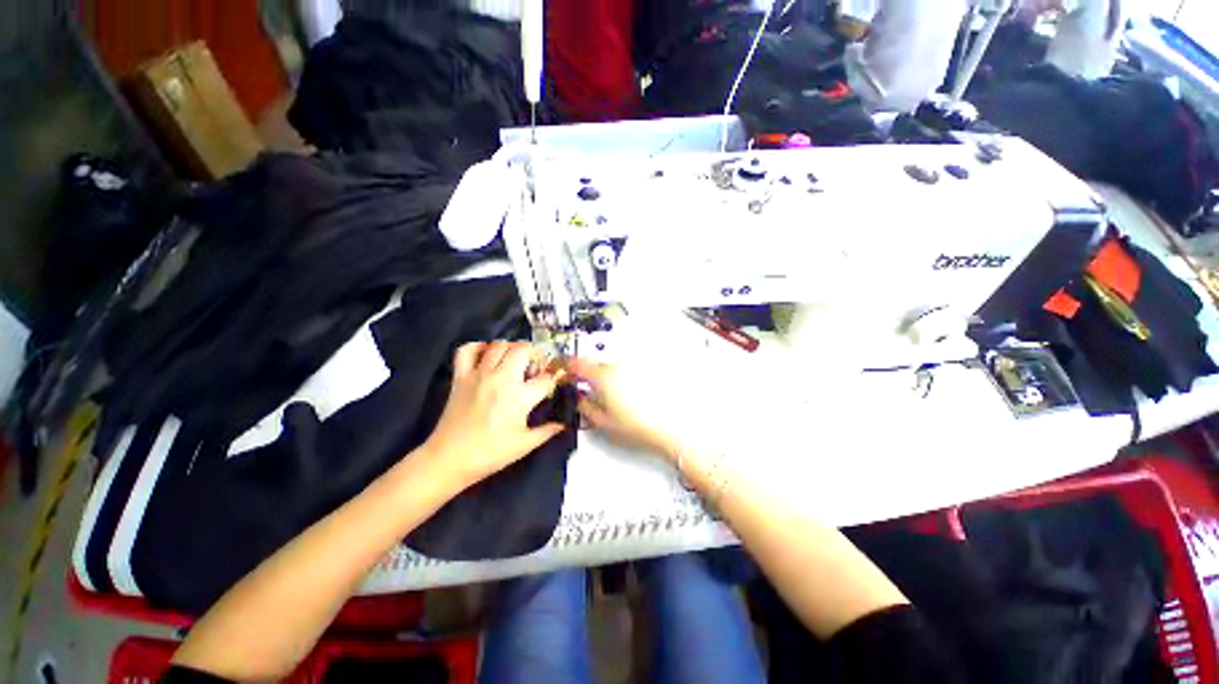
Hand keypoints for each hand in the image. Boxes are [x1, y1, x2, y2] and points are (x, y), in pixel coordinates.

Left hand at [421, 341, 564, 489]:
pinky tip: (487, 353)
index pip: (545, 378)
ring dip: (512, 348)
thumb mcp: (524, 445)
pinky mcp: (461, 377)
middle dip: (535, 354)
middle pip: (523, 350)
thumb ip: (547, 431)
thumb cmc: (490, 453)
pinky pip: (467, 350)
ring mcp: (479, 375)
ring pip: (499, 345)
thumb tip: (564, 425)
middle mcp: (500, 379)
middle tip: (535, 367)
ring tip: (515, 360)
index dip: (554, 378)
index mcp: (519, 397)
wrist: (448, 459)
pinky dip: (478, 346)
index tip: (554, 382)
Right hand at [565, 358, 683, 462]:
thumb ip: (585, 407)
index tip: (563, 370)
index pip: (577, 364)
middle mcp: (618, 368)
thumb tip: (579, 399)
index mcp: (604, 378)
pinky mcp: (644, 372)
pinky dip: (620, 380)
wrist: (669, 428)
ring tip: (611, 399)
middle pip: (594, 365)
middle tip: (587, 391)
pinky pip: (625, 372)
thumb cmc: (640, 427)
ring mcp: (632, 369)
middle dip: (588, 376)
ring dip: (605, 379)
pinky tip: (626, 397)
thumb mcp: (603, 422)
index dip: (566, 366)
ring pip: (610, 369)